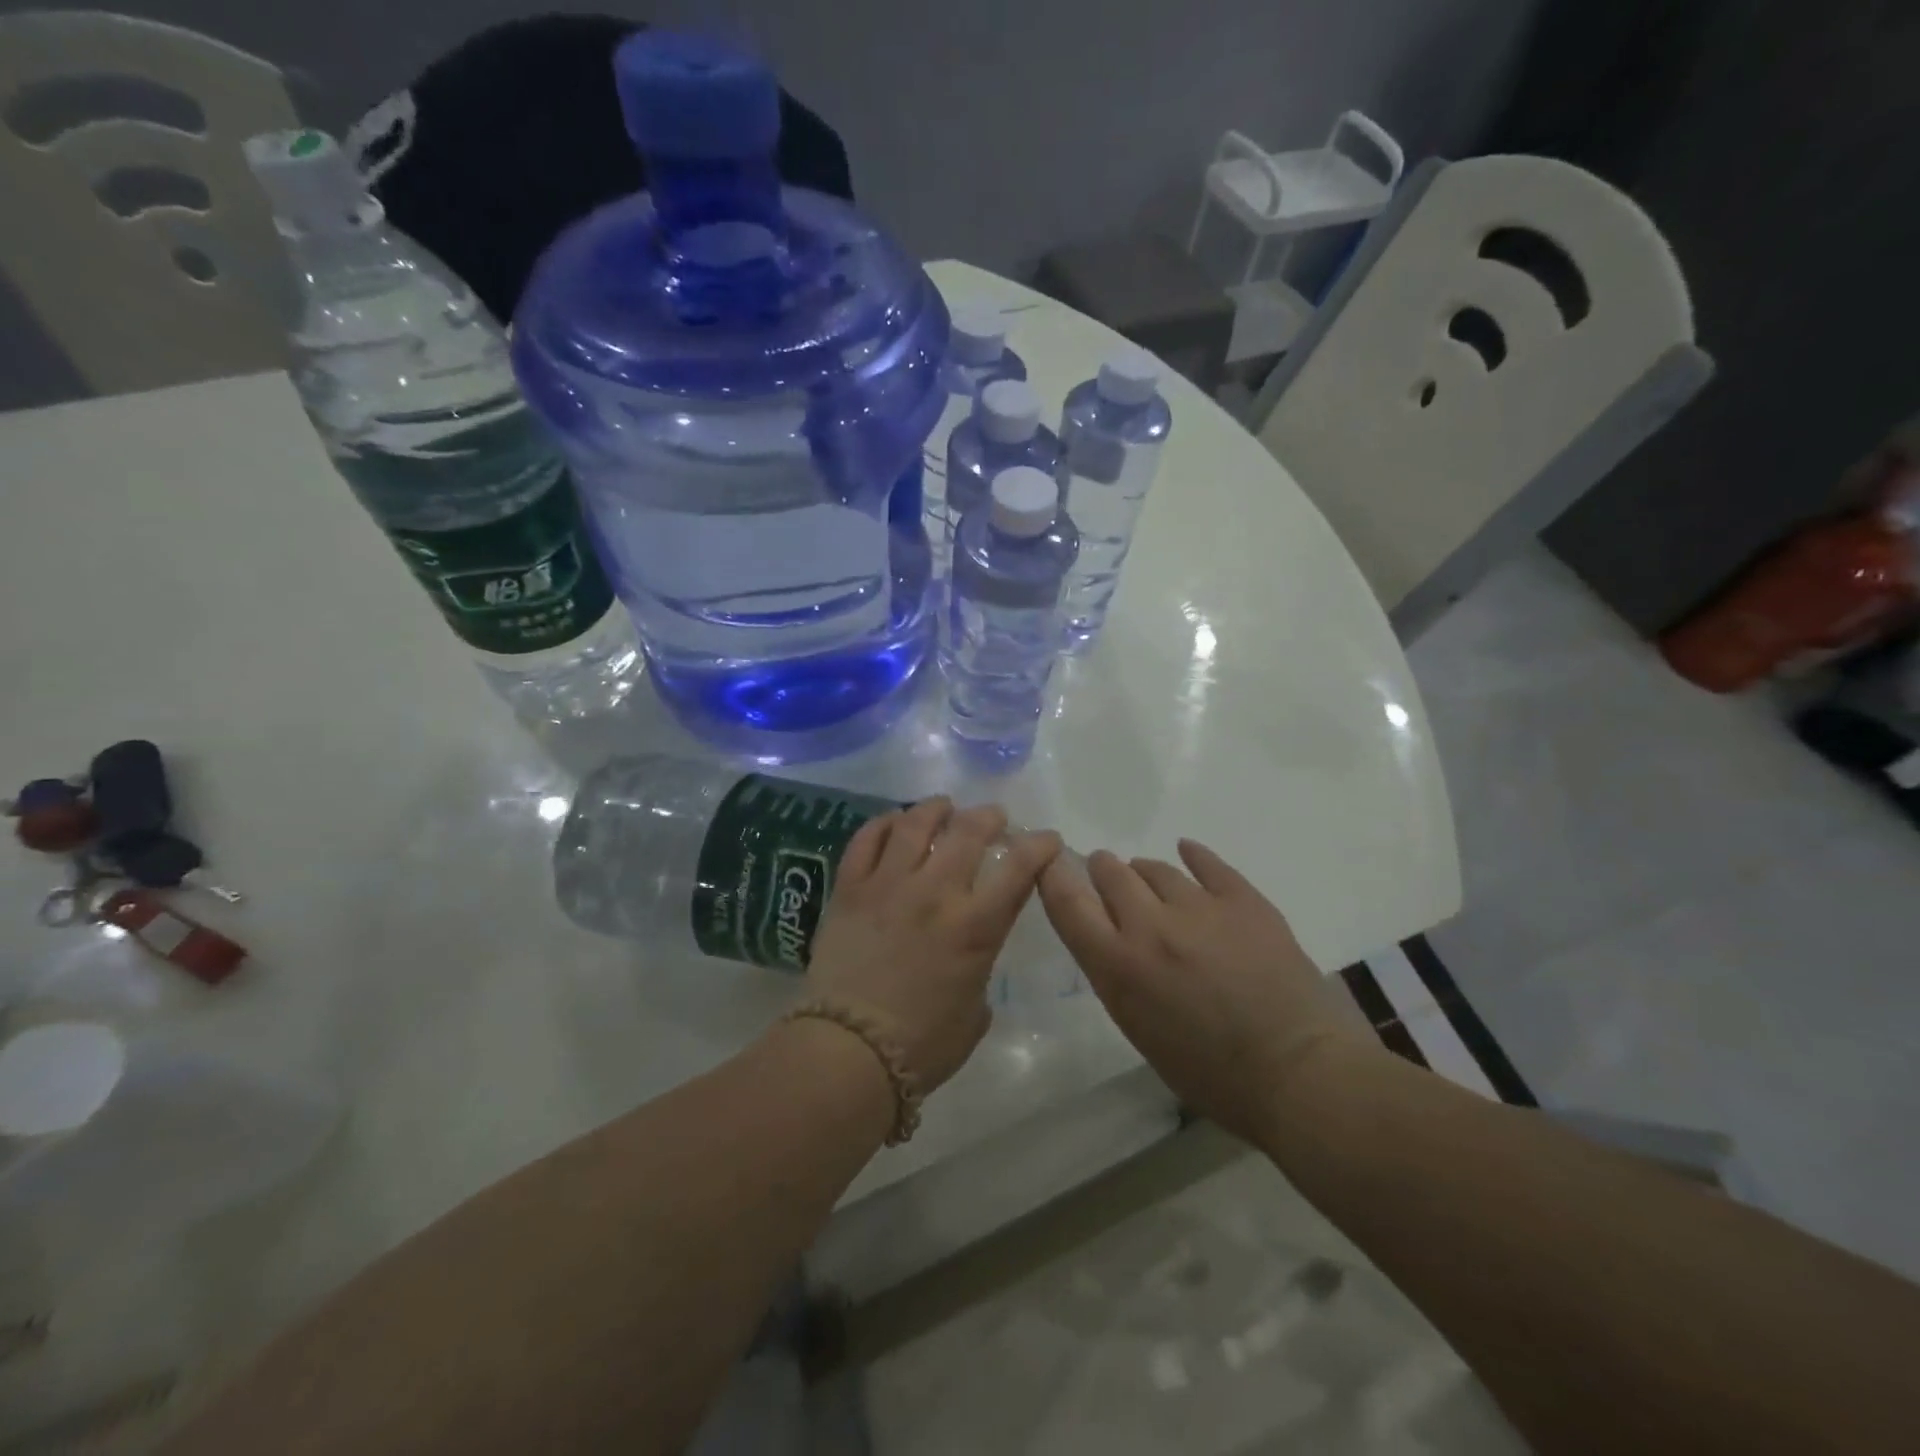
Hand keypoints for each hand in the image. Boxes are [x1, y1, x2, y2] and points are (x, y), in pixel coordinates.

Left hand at [807, 798, 1061, 1092]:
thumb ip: (979, 970)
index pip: (1019, 869)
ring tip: (944, 806)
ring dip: (936, 808)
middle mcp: (935, 892)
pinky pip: (867, 840)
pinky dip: (884, 823)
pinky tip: (895, 821)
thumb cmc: (922, 1046)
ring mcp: (888, 885)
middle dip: (989, 816)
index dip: (1040, 846)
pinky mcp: (850, 888)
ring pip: (916, 824)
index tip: (1046, 840)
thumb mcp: (975, 1012)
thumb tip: (970, 954)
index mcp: (975, 926)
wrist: (847, 1052)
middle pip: (968, 832)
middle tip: (994, 816)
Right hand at [1038, 839, 1364, 1145]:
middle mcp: (1150, 926)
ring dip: (1145, 872)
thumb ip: (1116, 974)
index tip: (1051, 861)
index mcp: (1118, 966)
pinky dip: (1193, 856)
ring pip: (1156, 868)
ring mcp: (1199, 908)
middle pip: (1110, 873)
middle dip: (1103, 870)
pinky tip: (1188, 852)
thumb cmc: (1210, 1073)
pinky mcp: (1243, 900)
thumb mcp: (1139, 1028)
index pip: (1068, 903)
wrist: (1297, 1074)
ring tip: (1149, 879)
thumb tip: (1113, 937)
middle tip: (1107, 873)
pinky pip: (1208, 863)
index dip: (1053, 875)